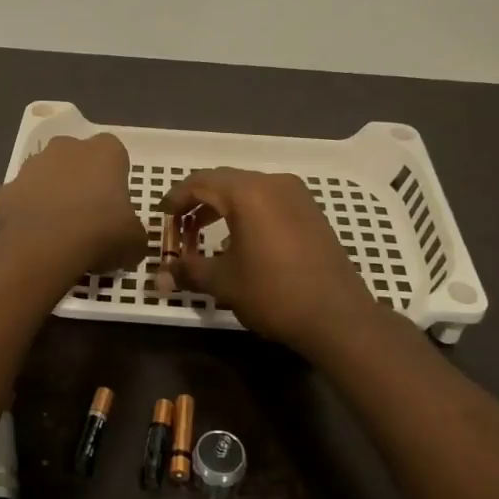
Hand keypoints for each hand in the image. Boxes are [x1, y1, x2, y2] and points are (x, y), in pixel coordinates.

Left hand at [0, 133, 145, 273]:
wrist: (44, 248)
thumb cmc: (100, 233)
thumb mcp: (135, 241)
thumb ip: (134, 234)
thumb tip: (130, 243)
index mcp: (104, 151)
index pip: (114, 154)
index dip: (115, 178)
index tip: (116, 204)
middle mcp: (66, 147)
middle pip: (76, 158)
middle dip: (81, 179)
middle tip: (88, 215)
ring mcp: (31, 166)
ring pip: (45, 175)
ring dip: (52, 193)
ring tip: (59, 229)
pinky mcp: (5, 189)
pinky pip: (21, 199)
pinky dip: (27, 213)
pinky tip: (34, 237)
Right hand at [161, 168, 379, 352]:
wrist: (338, 316)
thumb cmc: (274, 293)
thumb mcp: (224, 282)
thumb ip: (189, 270)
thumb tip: (161, 275)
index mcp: (247, 193)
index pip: (200, 182)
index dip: (176, 197)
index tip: (162, 215)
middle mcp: (273, 183)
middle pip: (224, 181)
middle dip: (197, 201)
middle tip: (180, 225)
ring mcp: (297, 195)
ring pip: (248, 190)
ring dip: (222, 206)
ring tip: (204, 233)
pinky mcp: (311, 212)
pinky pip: (269, 201)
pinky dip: (248, 212)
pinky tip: (241, 241)